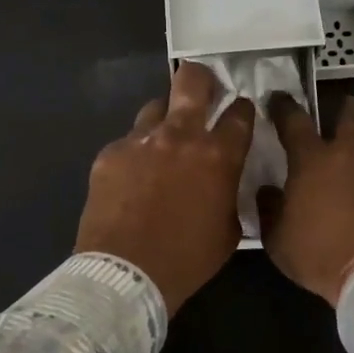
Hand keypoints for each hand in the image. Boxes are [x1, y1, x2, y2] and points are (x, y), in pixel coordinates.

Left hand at [75, 62, 255, 313]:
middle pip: (192, 81)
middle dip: (202, 78)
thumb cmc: (187, 259)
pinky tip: (132, 177)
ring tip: (162, 141)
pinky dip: (135, 153)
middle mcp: (180, 135)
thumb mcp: (228, 231)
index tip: (239, 111)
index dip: (242, 109)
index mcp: (217, 155)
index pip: (239, 114)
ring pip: (155, 107)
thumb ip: (230, 195)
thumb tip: (225, 183)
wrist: (126, 274)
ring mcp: (141, 140)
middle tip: (204, 88)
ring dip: (164, 119)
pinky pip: (128, 142)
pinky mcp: (111, 152)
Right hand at [260, 94, 353, 305]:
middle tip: (346, 111)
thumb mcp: (278, 241)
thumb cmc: (320, 256)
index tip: (280, 100)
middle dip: (347, 110)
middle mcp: (353, 155)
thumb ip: (270, 210)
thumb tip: (268, 192)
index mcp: (314, 161)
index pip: (294, 121)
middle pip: (351, 118)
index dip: (285, 108)